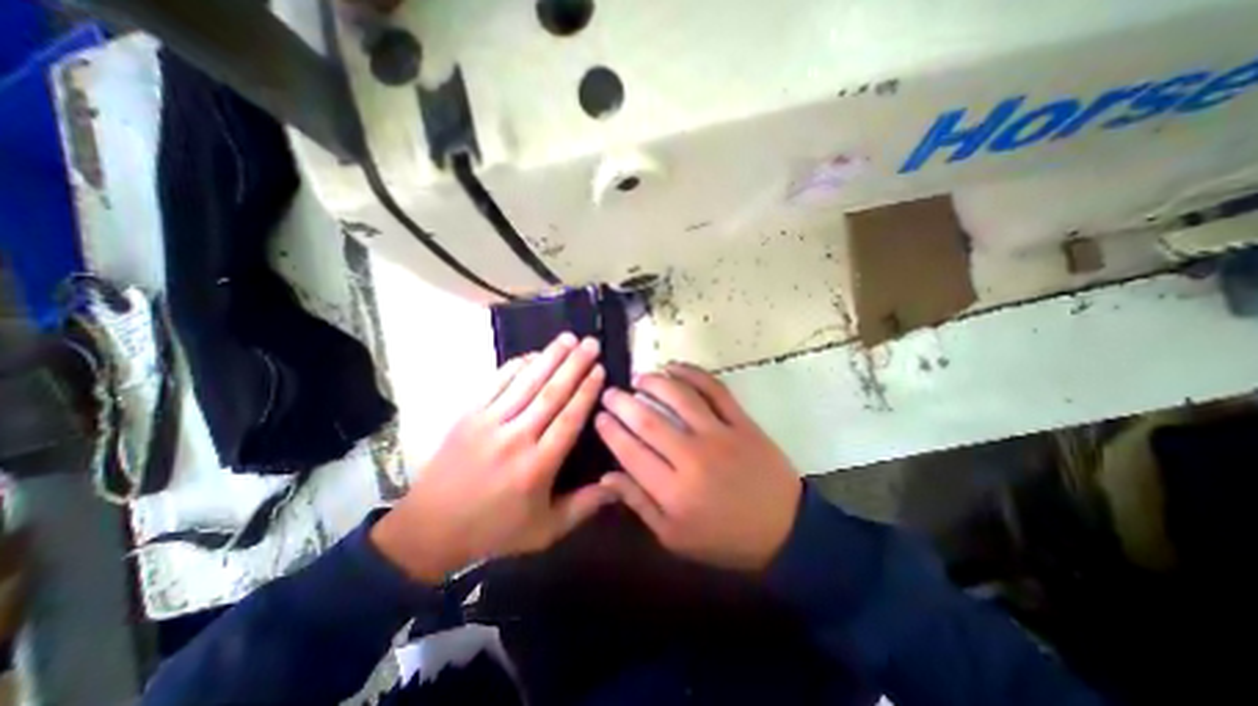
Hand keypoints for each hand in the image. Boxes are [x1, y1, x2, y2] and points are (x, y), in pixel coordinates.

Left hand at [370, 335, 614, 581]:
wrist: (429, 529)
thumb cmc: (495, 529)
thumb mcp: (545, 530)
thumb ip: (584, 506)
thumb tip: (619, 486)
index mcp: (537, 465)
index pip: (569, 418)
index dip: (586, 391)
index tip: (600, 369)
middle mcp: (516, 438)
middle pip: (551, 393)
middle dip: (574, 365)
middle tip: (591, 342)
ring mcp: (489, 423)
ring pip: (526, 382)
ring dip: (549, 357)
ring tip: (568, 338)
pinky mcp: (469, 415)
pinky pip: (496, 383)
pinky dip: (516, 366)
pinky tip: (532, 354)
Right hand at [597, 364, 800, 573]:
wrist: (784, 530)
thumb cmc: (724, 538)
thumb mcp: (674, 537)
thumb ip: (639, 504)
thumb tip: (607, 476)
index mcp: (673, 491)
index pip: (631, 452)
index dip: (611, 430)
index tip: (599, 416)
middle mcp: (693, 457)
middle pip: (648, 421)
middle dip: (622, 403)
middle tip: (610, 393)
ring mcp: (720, 435)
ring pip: (679, 397)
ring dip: (654, 382)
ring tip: (639, 378)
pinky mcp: (741, 422)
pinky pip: (715, 389)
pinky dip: (693, 373)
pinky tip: (675, 367)